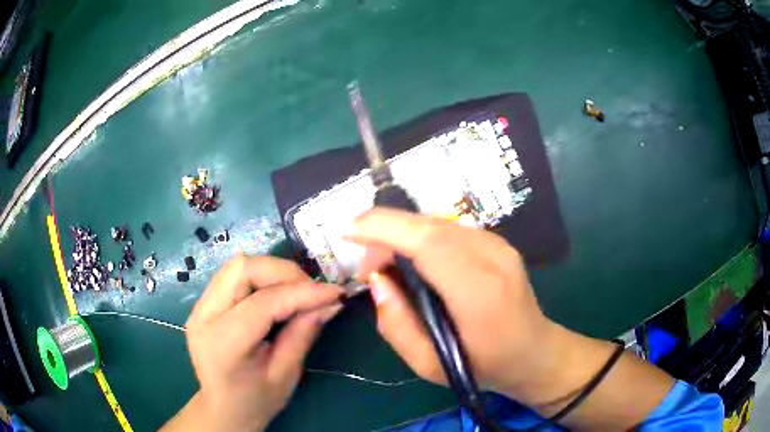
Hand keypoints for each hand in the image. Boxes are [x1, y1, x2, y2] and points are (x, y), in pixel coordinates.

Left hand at [175, 255, 342, 431]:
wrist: (223, 408)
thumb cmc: (256, 400)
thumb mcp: (286, 374)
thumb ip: (304, 333)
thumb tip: (331, 302)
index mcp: (224, 343)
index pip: (263, 302)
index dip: (302, 292)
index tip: (334, 292)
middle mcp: (204, 315)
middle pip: (243, 269)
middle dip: (284, 273)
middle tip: (313, 291)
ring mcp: (199, 306)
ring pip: (238, 265)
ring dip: (272, 272)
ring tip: (298, 291)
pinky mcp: (203, 303)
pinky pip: (233, 275)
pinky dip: (261, 277)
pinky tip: (278, 293)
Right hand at [350, 209, 559, 400]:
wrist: (534, 351)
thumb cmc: (483, 366)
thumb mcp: (428, 364)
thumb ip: (396, 324)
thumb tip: (377, 280)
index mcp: (478, 291)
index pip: (427, 242)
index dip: (383, 228)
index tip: (347, 231)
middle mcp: (492, 256)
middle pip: (428, 225)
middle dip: (385, 231)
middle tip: (366, 266)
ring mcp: (498, 244)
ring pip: (436, 223)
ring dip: (401, 235)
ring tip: (386, 267)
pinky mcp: (497, 242)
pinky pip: (448, 230)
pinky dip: (420, 237)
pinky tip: (412, 262)